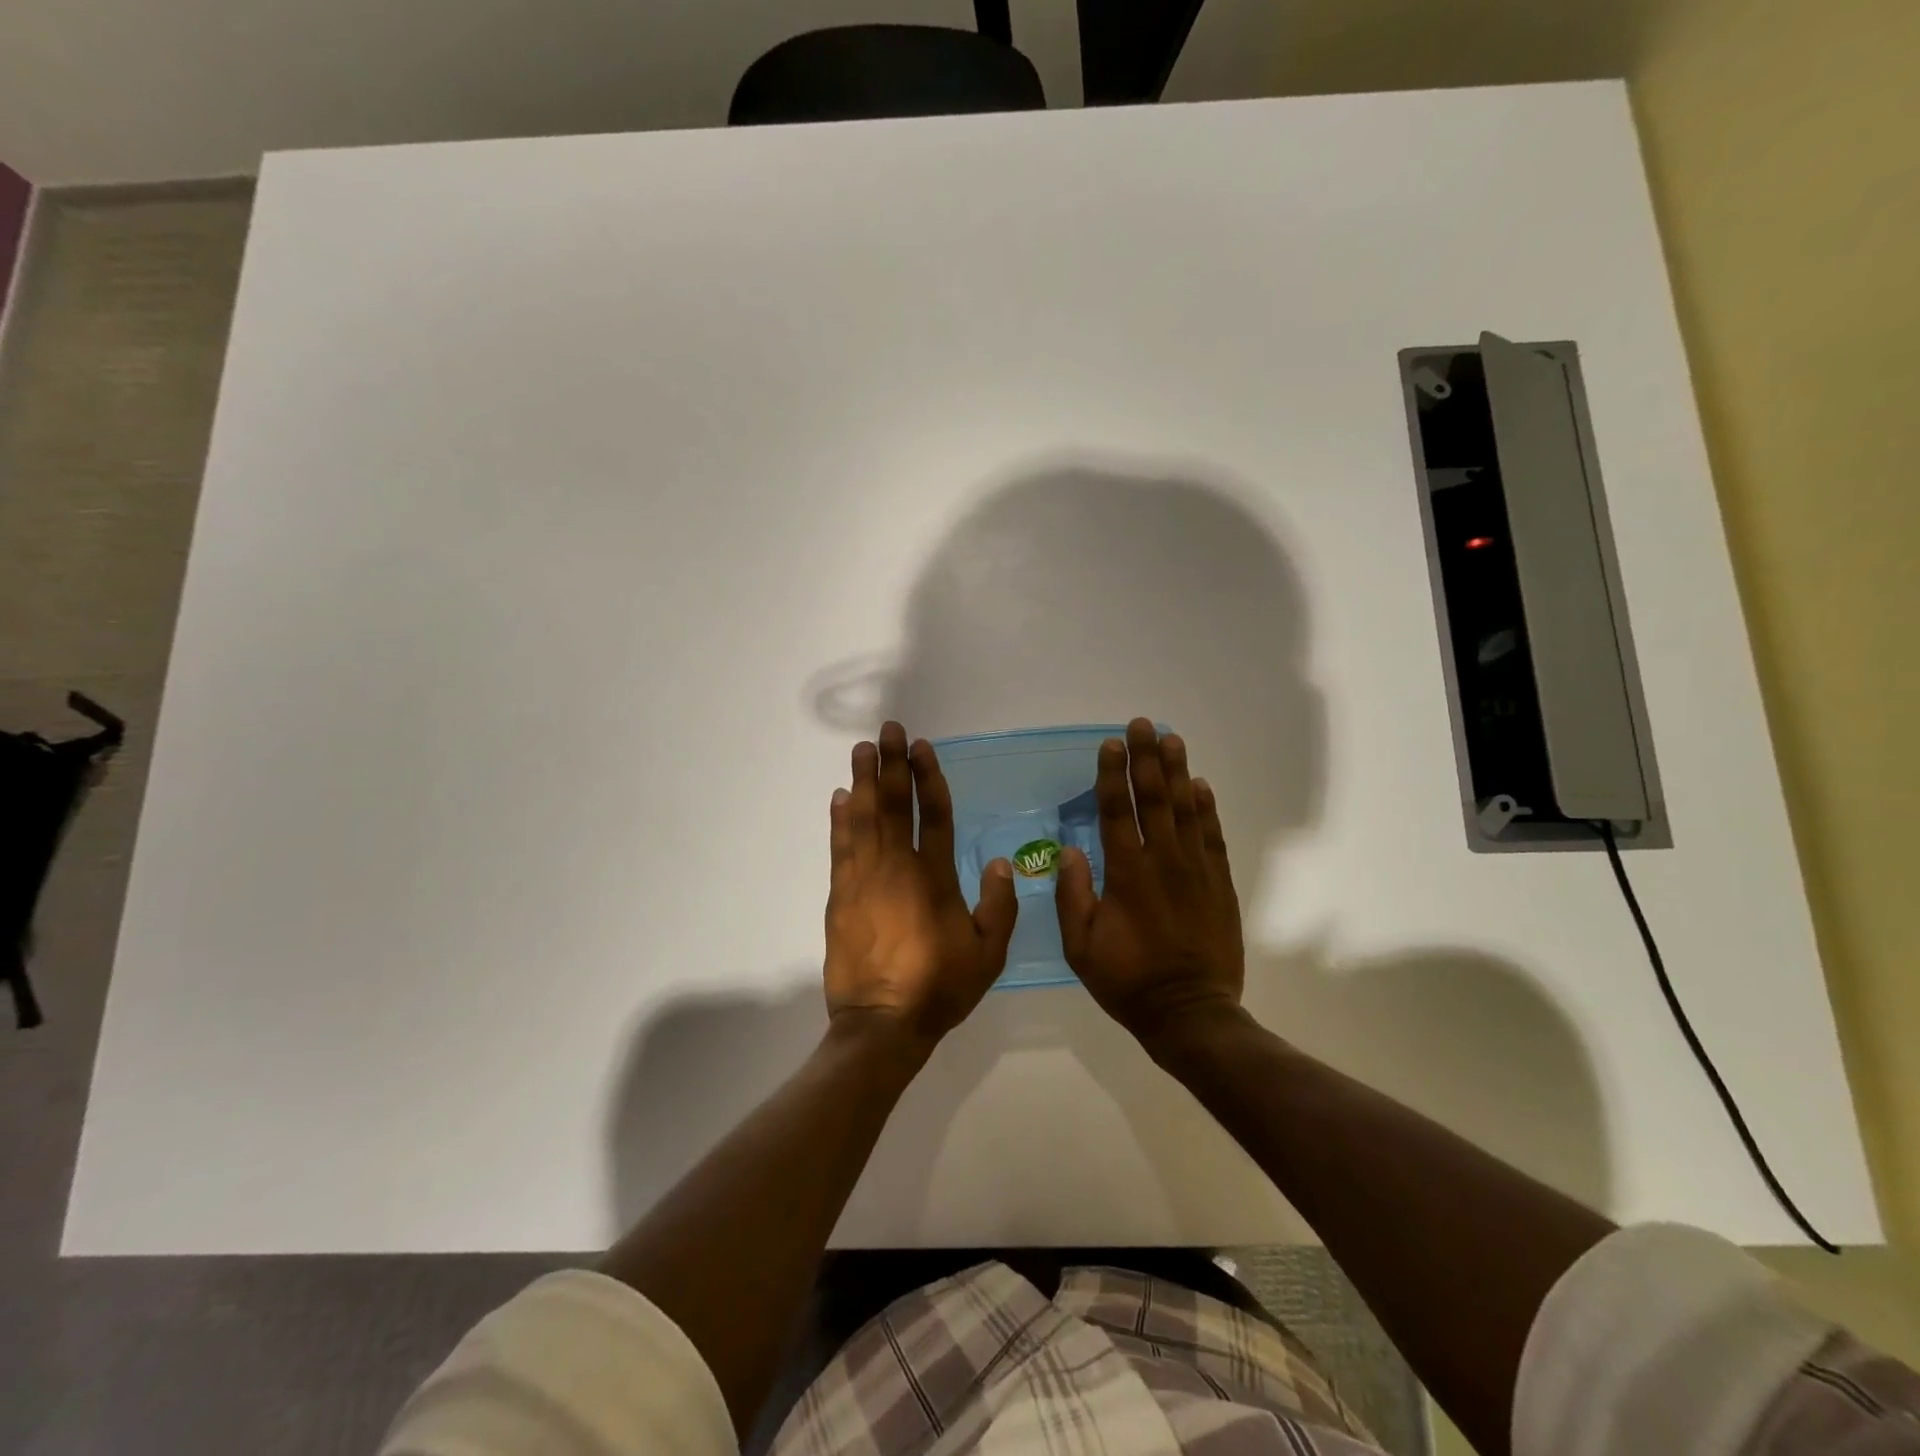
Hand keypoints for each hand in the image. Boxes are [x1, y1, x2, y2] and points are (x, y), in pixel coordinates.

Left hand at [824, 722, 1017, 1045]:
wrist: (882, 1023)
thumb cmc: (940, 987)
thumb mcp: (988, 954)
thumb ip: (999, 906)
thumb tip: (1000, 862)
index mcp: (935, 878)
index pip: (932, 814)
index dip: (927, 777)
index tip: (921, 746)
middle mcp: (897, 868)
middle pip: (893, 805)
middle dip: (891, 764)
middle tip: (888, 730)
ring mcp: (864, 879)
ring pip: (863, 818)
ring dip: (863, 781)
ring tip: (861, 749)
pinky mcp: (840, 895)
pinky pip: (840, 847)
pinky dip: (840, 819)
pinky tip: (840, 797)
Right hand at [1055, 719, 1244, 1045]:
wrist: (1190, 1013)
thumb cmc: (1128, 980)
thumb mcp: (1081, 946)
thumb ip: (1072, 896)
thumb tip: (1070, 850)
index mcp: (1126, 874)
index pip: (1116, 812)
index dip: (1112, 775)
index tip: (1110, 744)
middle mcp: (1162, 862)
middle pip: (1153, 799)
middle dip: (1146, 758)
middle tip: (1142, 724)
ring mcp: (1196, 870)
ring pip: (1185, 810)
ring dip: (1177, 772)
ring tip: (1172, 739)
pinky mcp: (1219, 884)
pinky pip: (1212, 836)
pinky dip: (1206, 809)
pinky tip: (1201, 786)